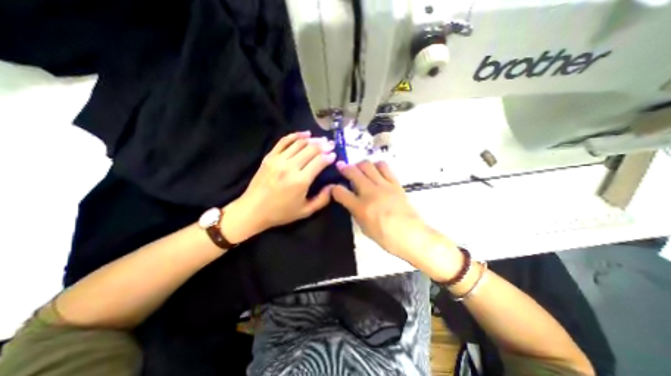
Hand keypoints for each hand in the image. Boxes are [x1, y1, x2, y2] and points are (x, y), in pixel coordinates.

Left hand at [223, 131, 334, 240]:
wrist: (252, 210)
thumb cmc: (281, 213)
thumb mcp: (306, 211)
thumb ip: (322, 199)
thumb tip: (333, 186)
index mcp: (300, 181)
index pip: (319, 161)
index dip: (329, 156)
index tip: (334, 155)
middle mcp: (290, 167)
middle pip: (311, 149)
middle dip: (323, 145)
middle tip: (331, 144)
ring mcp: (278, 159)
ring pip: (299, 143)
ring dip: (313, 139)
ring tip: (321, 139)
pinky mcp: (269, 157)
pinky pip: (284, 141)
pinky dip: (295, 135)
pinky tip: (305, 134)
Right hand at [331, 161, 467, 280]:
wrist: (411, 235)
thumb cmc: (386, 237)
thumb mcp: (364, 227)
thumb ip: (356, 211)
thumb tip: (352, 200)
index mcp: (360, 207)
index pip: (340, 192)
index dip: (333, 188)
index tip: (333, 187)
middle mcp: (370, 192)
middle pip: (353, 172)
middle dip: (344, 168)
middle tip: (341, 166)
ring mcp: (383, 185)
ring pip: (368, 165)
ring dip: (360, 164)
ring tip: (359, 168)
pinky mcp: (395, 183)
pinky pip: (385, 167)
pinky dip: (377, 165)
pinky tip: (375, 169)